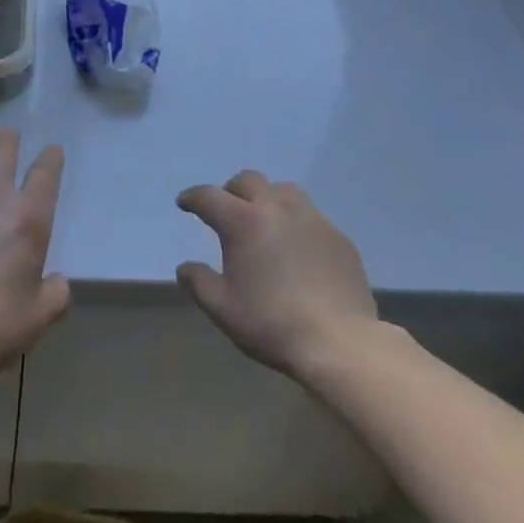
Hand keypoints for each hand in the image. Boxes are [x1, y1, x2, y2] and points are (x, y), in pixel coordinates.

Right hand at [176, 171, 377, 377]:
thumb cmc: (271, 323)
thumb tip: (185, 267)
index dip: (193, 198)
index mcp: (243, 221)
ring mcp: (312, 219)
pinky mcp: (338, 236)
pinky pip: (311, 216)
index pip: (209, 196)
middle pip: (249, 180)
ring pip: (284, 190)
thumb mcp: (222, 308)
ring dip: (267, 198)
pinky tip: (297, 247)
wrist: (339, 342)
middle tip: (226, 210)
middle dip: (231, 190)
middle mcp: (277, 208)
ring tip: (264, 221)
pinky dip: (296, 222)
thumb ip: (199, 282)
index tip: (185, 203)